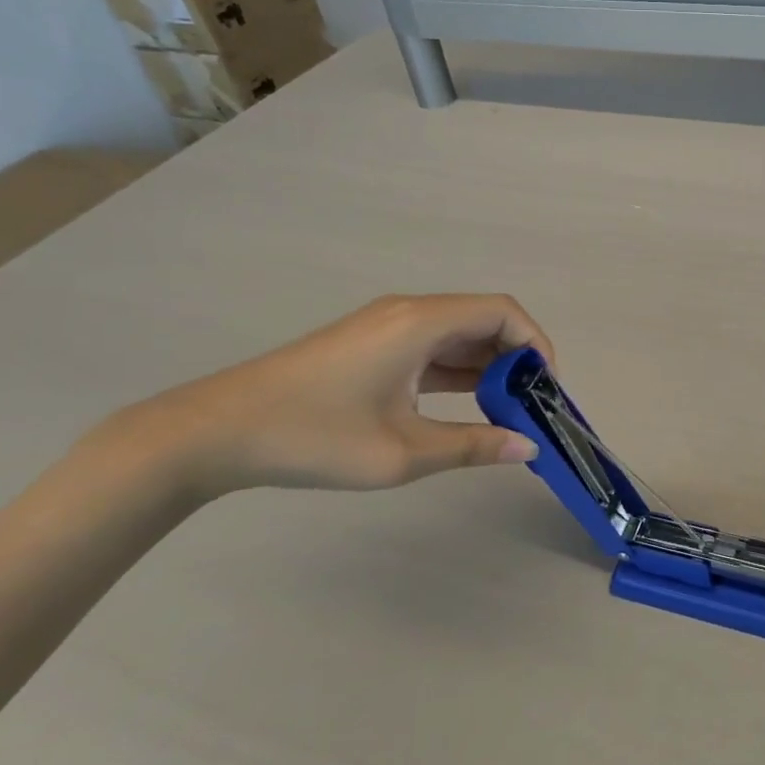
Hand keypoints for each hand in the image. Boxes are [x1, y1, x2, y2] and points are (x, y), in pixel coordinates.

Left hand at [104, 293, 552, 499]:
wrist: (215, 432)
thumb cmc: (315, 437)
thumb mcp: (402, 452)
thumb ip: (472, 445)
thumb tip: (527, 447)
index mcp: (421, 322)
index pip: (503, 312)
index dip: (537, 344)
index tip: (548, 389)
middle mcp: (409, 312)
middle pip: (484, 319)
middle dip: (517, 358)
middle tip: (532, 406)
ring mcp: (386, 326)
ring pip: (457, 334)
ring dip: (487, 366)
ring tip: (506, 411)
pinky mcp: (370, 344)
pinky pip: (431, 347)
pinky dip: (457, 371)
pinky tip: (465, 405)